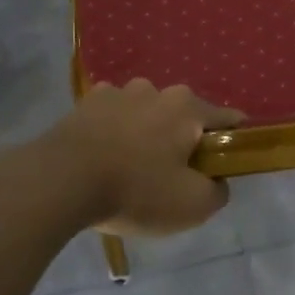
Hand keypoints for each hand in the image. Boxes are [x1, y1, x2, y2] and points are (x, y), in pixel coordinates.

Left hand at [40, 80, 242, 236]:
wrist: (60, 182)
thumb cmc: (136, 190)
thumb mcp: (192, 205)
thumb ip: (217, 191)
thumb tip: (216, 181)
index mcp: (188, 108)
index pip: (228, 119)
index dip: (234, 142)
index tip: (226, 165)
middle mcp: (156, 89)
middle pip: (183, 116)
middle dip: (183, 140)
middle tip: (173, 176)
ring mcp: (118, 92)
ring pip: (146, 113)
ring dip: (147, 133)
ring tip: (132, 168)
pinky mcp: (86, 103)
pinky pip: (113, 116)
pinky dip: (115, 132)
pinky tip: (104, 157)